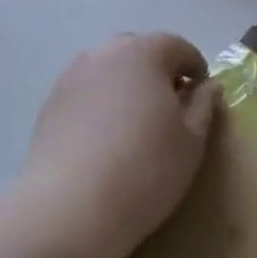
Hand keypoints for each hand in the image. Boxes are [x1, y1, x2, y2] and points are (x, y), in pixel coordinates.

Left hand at [12, 33, 219, 257]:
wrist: (69, 210)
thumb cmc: (145, 170)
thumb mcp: (191, 140)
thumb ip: (203, 105)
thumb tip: (207, 86)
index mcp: (143, 53)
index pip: (178, 47)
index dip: (196, 69)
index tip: (201, 99)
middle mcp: (103, 54)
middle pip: (139, 51)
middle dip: (158, 72)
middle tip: (169, 110)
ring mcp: (71, 78)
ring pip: (109, 71)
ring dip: (127, 87)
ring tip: (135, 126)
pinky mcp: (49, 105)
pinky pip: (86, 93)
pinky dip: (101, 105)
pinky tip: (106, 141)